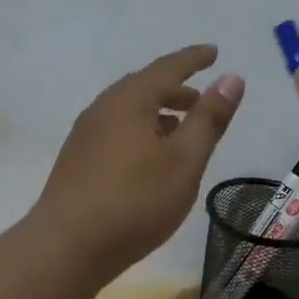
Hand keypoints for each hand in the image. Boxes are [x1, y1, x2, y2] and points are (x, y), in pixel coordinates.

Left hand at [31, 45, 244, 283]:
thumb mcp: (184, 161)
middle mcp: (102, 109)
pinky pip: (116, 132)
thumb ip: (209, 119)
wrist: (66, 247)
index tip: (214, 52)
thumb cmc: (134, 201)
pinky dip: (141, 132)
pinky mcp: (77, 162)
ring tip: (182, 130)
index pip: (168, 68)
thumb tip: (232, 78)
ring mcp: (85, 136)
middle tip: (202, 100)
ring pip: (129, 112)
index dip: (194, 59)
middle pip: (144, 87)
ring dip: (158, 114)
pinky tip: (150, 159)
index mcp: (129, 100)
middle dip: (176, 89)